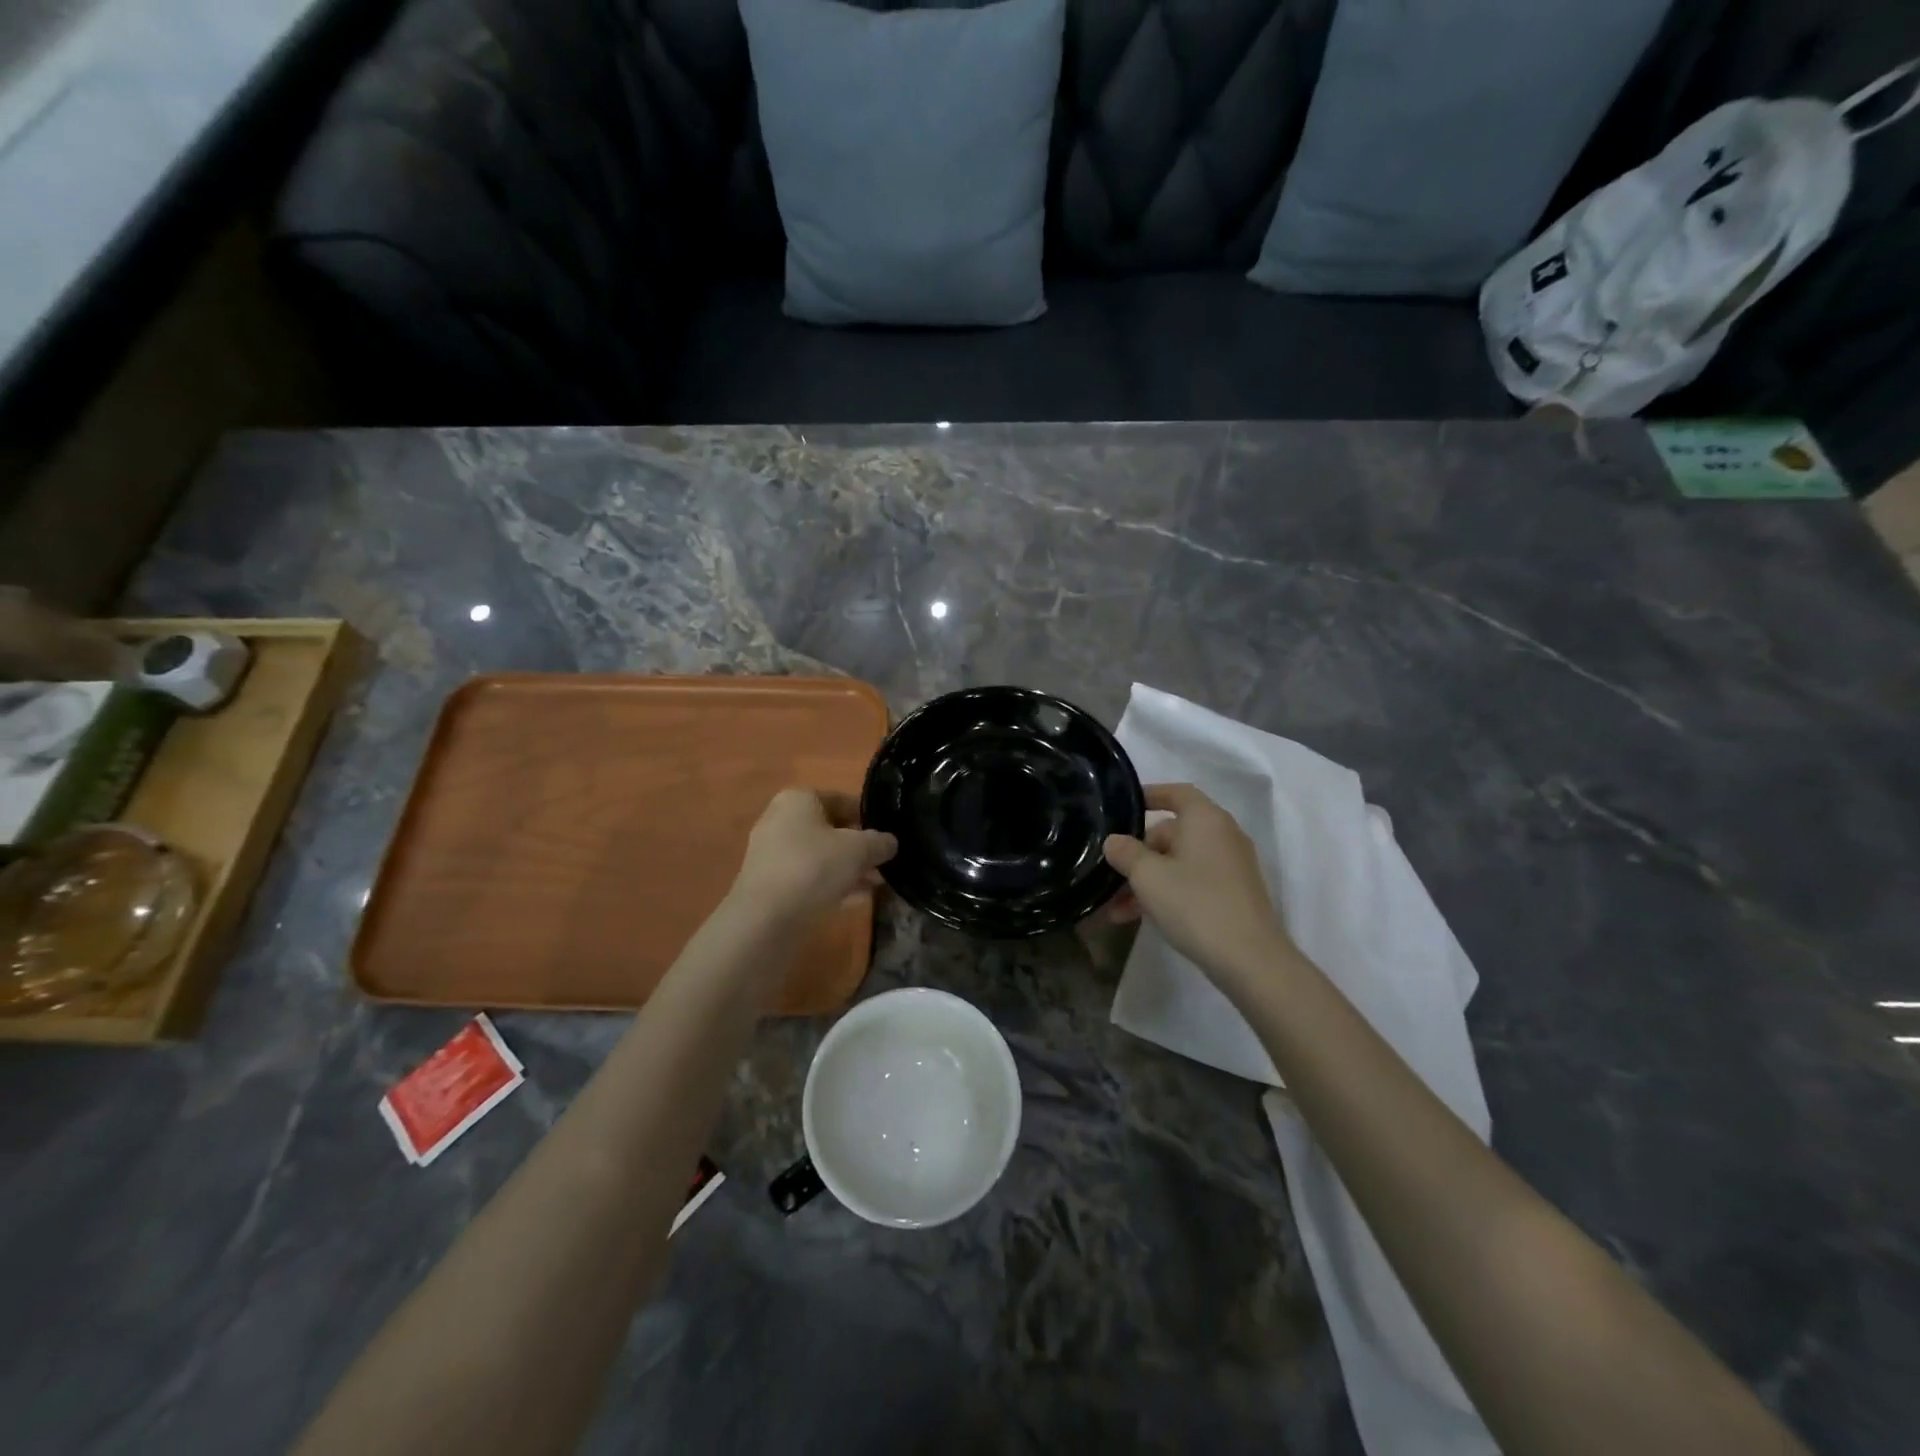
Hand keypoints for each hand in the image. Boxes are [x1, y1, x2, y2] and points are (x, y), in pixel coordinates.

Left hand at [730, 788, 896, 925]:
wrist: (765, 919)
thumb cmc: (814, 867)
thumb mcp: (859, 850)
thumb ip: (879, 842)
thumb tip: (890, 842)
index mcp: (798, 799)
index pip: (842, 799)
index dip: (869, 817)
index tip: (890, 835)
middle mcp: (781, 820)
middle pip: (831, 830)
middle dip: (859, 847)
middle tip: (885, 863)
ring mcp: (772, 854)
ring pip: (821, 857)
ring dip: (849, 869)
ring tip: (878, 885)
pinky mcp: (770, 885)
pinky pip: (809, 879)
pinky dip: (832, 885)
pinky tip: (857, 900)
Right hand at [1103, 784, 1294, 983]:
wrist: (1250, 961)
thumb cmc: (1196, 905)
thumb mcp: (1148, 876)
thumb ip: (1125, 852)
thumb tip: (1114, 841)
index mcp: (1206, 819)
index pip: (1176, 793)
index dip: (1149, 795)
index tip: (1122, 807)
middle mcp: (1223, 835)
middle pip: (1173, 832)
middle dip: (1138, 853)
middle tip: (1111, 873)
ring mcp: (1231, 866)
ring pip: (1178, 862)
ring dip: (1147, 880)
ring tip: (1116, 907)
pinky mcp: (1233, 894)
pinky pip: (1192, 882)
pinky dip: (1167, 893)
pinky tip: (1139, 918)